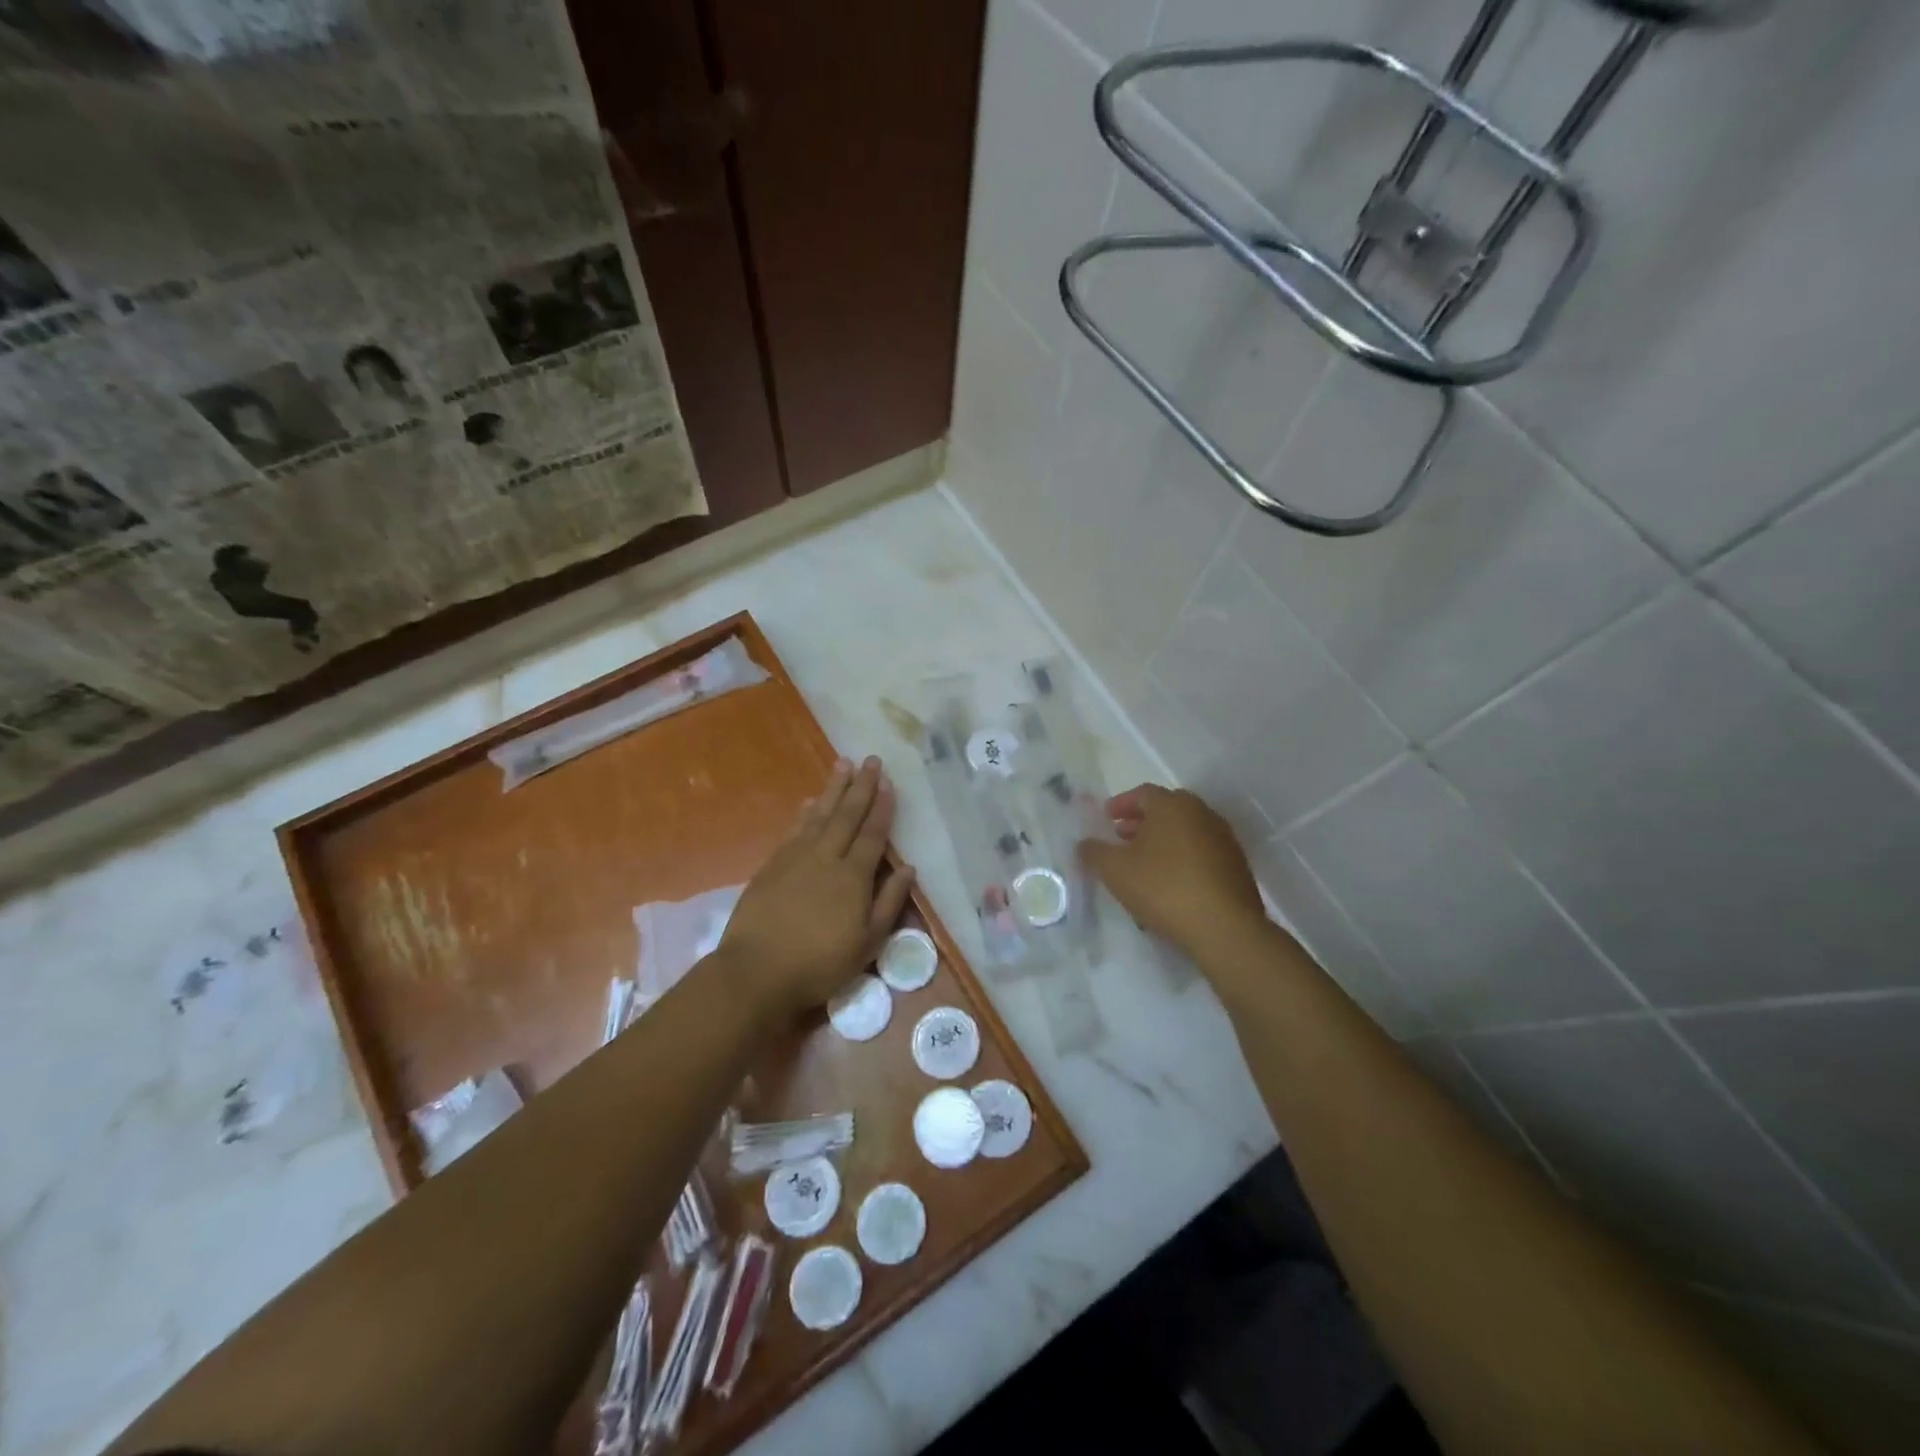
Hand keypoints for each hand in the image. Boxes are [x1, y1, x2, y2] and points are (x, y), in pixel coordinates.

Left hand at [718, 756, 914, 1022]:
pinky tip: (809, 802)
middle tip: (871, 760)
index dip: (882, 807)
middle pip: (847, 815)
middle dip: (861, 786)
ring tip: (843, 764)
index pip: (873, 833)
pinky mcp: (772, 865)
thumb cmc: (819, 963)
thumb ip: (889, 902)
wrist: (756, 970)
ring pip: (819, 815)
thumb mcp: (867, 943)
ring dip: (833, 789)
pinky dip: (804, 813)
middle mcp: (826, 857)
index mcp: (854, 876)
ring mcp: (796, 858)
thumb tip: (909, 868)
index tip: (889, 782)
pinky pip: (794, 830)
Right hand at [1079, 784, 1267, 957]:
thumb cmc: (1163, 887)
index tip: (1105, 819)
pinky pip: (1200, 854)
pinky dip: (1181, 859)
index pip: (1142, 793)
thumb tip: (1084, 844)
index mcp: (1173, 805)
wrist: (1224, 928)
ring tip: (1142, 863)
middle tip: (1121, 838)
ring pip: (1185, 832)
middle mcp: (1202, 814)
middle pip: (1166, 810)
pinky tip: (1168, 883)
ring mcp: (1223, 840)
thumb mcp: (1114, 870)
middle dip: (1141, 822)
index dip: (1120, 804)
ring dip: (1162, 842)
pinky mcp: (1236, 867)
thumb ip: (1093, 852)